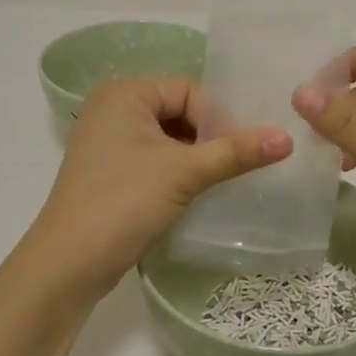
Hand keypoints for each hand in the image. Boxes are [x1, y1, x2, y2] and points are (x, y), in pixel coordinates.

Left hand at [26, 78, 292, 298]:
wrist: (67, 265)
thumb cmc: (124, 202)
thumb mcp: (185, 172)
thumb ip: (236, 152)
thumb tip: (288, 137)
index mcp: (125, 92)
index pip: (189, 91)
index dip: (219, 119)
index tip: (243, 151)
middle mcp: (113, 108)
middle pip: (180, 112)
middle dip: (209, 138)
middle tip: (238, 165)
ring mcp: (108, 141)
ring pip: (169, 138)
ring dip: (196, 158)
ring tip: (222, 180)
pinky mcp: (109, 171)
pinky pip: (154, 158)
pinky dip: (177, 172)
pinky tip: (196, 193)